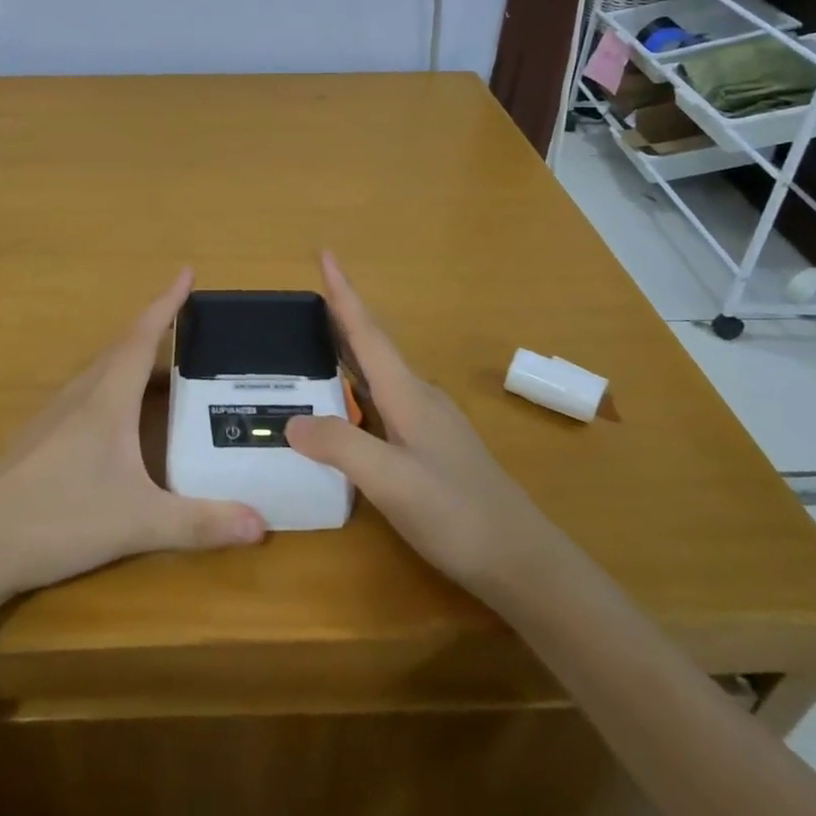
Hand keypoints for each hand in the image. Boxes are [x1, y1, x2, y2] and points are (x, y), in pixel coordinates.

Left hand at [0, 269, 266, 599]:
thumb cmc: (59, 518)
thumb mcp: (138, 522)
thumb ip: (200, 523)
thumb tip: (261, 525)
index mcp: (106, 398)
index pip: (142, 336)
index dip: (167, 302)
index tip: (187, 272)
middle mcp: (80, 395)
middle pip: (122, 349)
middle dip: (157, 332)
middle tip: (191, 331)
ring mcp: (53, 416)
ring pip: (102, 373)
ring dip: (133, 362)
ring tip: (165, 373)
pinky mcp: (39, 438)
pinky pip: (86, 396)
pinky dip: (113, 390)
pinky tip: (120, 422)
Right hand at [287, 253, 544, 604]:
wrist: (523, 562)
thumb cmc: (458, 515)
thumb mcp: (392, 482)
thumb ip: (341, 446)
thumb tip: (292, 421)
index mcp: (408, 395)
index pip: (367, 333)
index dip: (344, 294)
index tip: (326, 253)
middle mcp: (419, 399)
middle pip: (372, 347)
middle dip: (340, 318)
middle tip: (305, 299)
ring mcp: (429, 424)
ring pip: (378, 375)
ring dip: (348, 352)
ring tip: (314, 344)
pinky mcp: (431, 448)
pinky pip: (383, 402)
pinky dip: (356, 389)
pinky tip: (346, 406)